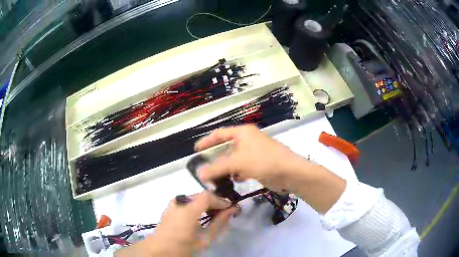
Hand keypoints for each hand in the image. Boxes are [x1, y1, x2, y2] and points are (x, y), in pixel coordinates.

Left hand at [116, 192, 235, 256]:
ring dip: (207, 204)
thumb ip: (219, 223)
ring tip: (214, 215)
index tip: (231, 208)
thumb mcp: (204, 239)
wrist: (159, 249)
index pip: (208, 196)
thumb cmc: (183, 246)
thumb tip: (231, 210)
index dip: (221, 200)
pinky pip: (188, 201)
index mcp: (187, 210)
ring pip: (196, 197)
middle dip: (215, 202)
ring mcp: (173, 202)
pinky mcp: (171, 205)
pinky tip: (200, 215)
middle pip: (202, 195)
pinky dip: (198, 205)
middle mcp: (179, 201)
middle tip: (225, 213)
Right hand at [194, 125, 306, 191]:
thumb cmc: (264, 161)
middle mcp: (247, 140)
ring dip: (225, 169)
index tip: (196, 150)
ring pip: (234, 160)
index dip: (206, 141)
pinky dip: (236, 174)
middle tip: (204, 170)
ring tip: (214, 179)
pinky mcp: (258, 165)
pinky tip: (231, 181)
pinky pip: (242, 168)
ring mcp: (254, 153)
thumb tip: (199, 174)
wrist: (290, 173)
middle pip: (226, 148)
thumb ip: (217, 168)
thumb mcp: (238, 163)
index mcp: (242, 133)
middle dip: (215, 159)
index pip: (219, 134)